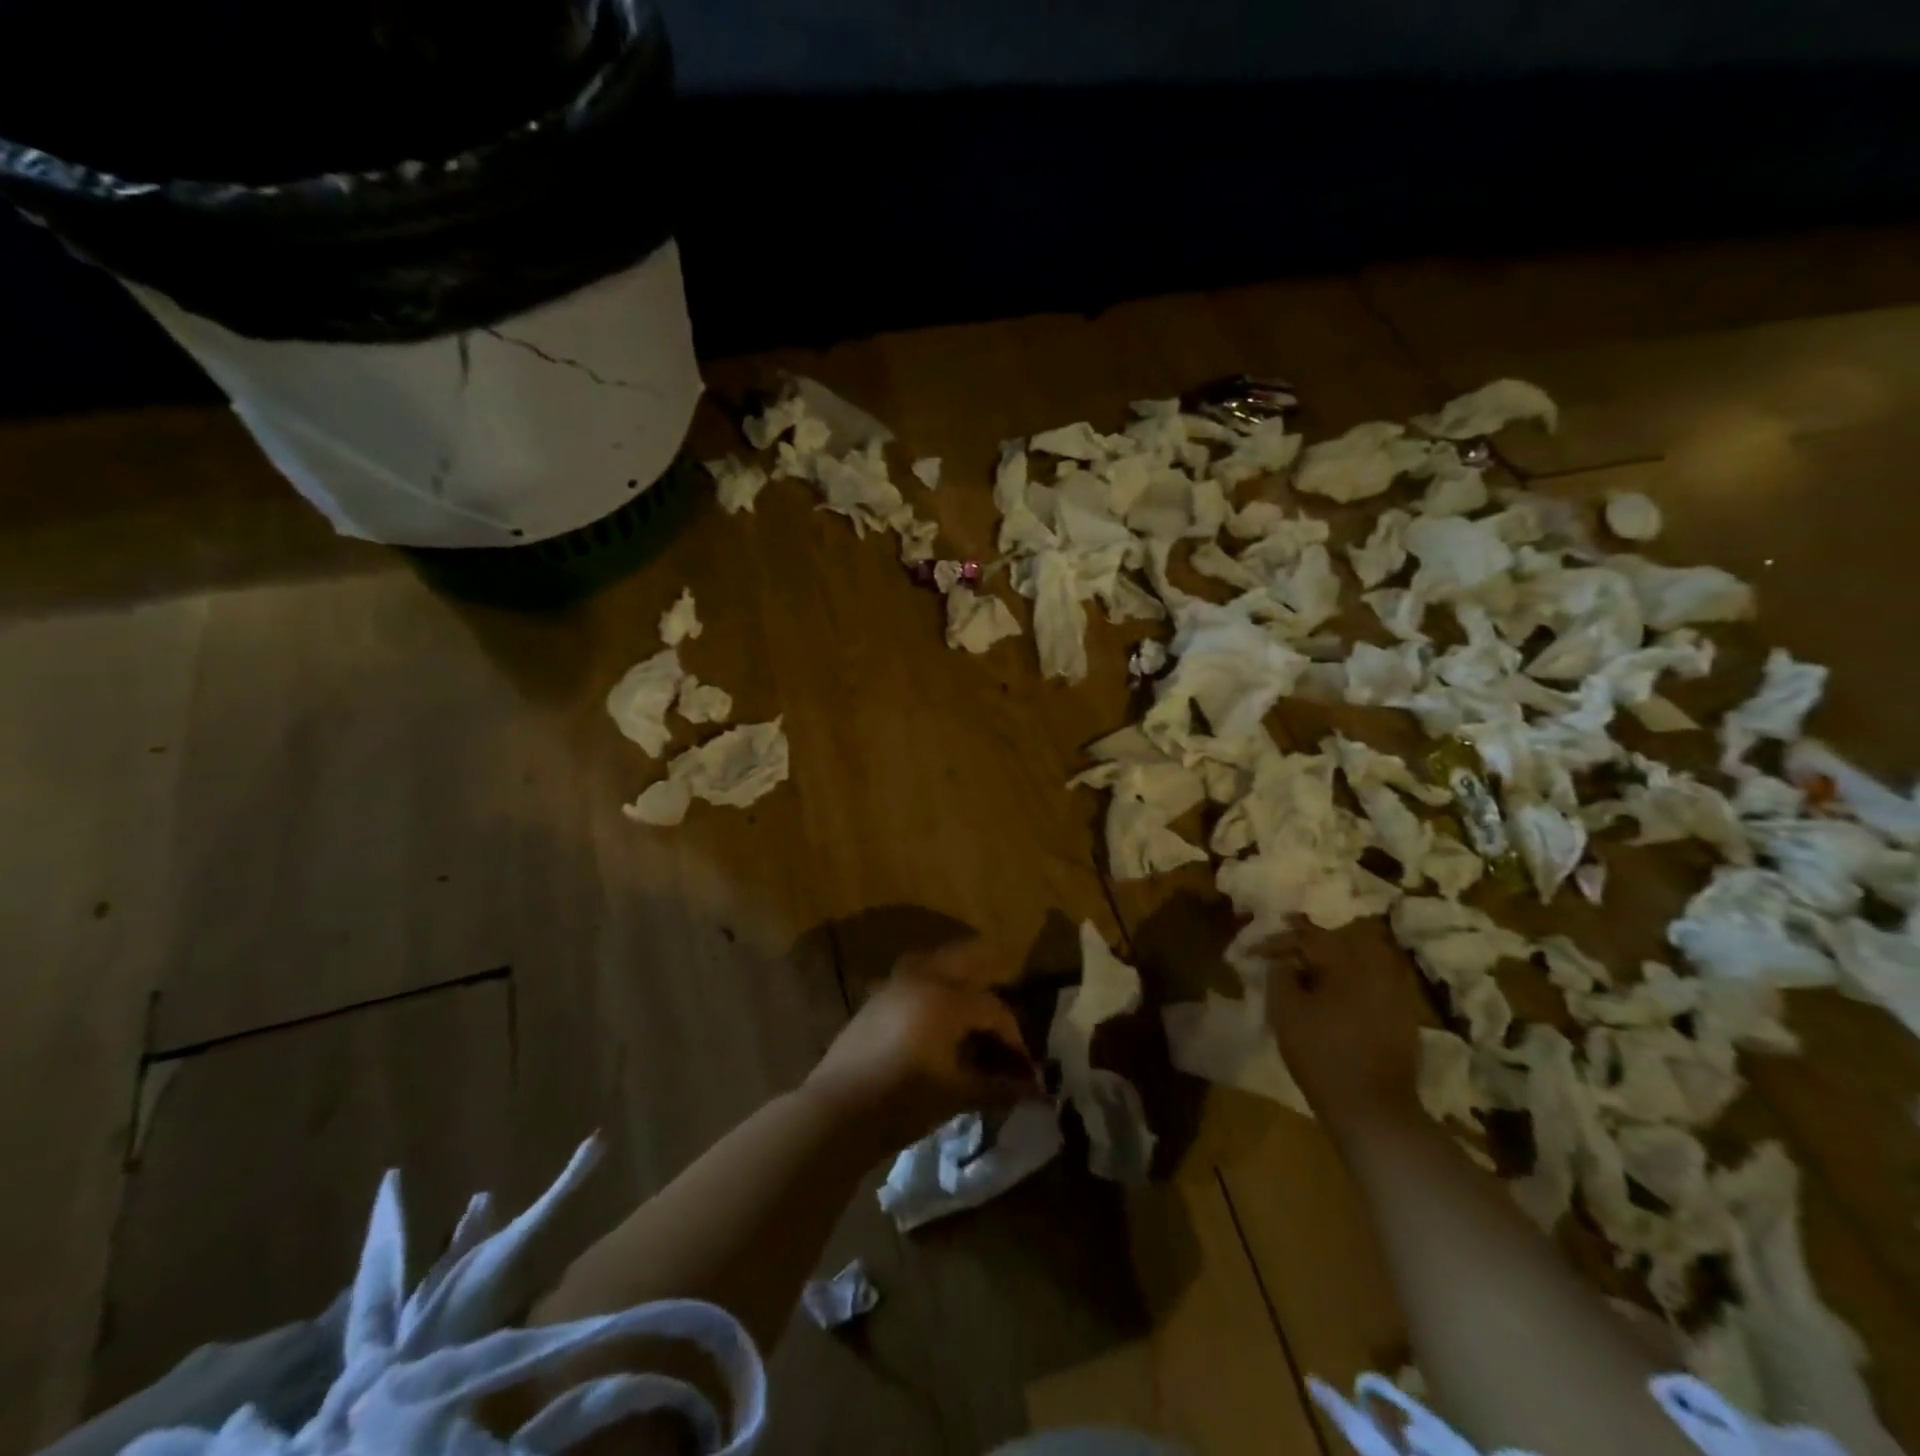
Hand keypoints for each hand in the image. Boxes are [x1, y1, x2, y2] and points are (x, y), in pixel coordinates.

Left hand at [804, 939, 1041, 1150]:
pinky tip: (938, 1018)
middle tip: (1009, 996)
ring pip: (935, 962)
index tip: (1024, 1068)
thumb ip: (997, 1086)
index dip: (1014, 1038)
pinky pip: (913, 979)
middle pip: (966, 958)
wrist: (836, 1112)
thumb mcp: (957, 1094)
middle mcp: (922, 979)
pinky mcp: (875, 999)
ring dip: (959, 975)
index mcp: (946, 998)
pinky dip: (933, 988)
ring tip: (974, 1003)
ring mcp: (894, 985)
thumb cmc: (904, 1101)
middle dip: (992, 972)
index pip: (993, 1008)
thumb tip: (1031, 1090)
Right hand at [1263, 919, 1424, 1130]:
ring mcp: (1395, 994)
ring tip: (1304, 972)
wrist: (1373, 1110)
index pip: (1307, 937)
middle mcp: (1377, 969)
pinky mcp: (1402, 1018)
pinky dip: (1347, 984)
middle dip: (1306, 946)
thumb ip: (1280, 975)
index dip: (1277, 941)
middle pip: (1336, 945)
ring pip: (1356, 964)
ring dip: (1328, 964)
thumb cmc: (1322, 1055)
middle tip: (1281, 952)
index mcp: (1348, 962)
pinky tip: (1331, 998)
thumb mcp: (1286, 1011)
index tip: (1254, 952)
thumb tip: (1284, 960)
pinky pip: (1369, 986)